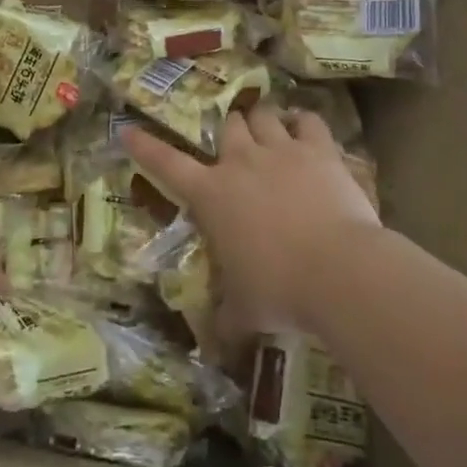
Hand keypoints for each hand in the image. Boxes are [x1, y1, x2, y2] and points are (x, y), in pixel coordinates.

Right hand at [122, 108, 380, 337]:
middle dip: (228, 130)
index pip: (166, 163)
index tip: (128, 129)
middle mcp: (241, 161)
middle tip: (235, 141)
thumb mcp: (244, 312)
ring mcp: (282, 150)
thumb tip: (214, 351)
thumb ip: (226, 322)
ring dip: (262, 120)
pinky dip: (304, 122)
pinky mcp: (319, 150)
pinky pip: (309, 121)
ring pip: (263, 115)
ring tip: (268, 127)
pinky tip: (305, 128)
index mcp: (211, 194)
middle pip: (227, 125)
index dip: (145, 146)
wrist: (339, 270)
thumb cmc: (279, 291)